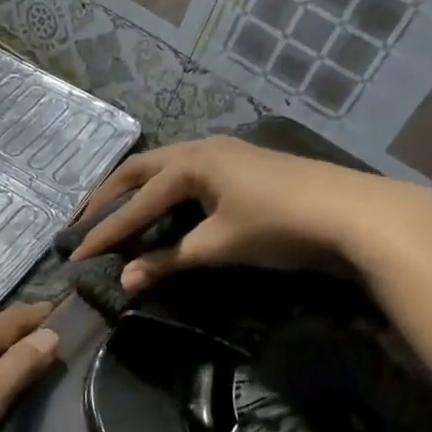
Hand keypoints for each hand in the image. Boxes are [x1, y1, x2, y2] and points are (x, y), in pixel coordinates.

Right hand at [69, 138, 431, 294]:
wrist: (356, 214)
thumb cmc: (278, 225)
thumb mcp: (217, 245)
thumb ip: (168, 260)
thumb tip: (124, 282)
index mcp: (191, 163)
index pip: (137, 202)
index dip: (106, 232)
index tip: (76, 254)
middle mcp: (203, 149)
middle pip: (142, 170)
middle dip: (110, 196)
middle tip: (83, 219)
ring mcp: (227, 154)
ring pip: (166, 167)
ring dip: (138, 189)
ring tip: (116, 209)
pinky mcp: (245, 166)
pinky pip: (189, 174)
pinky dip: (165, 189)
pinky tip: (166, 203)